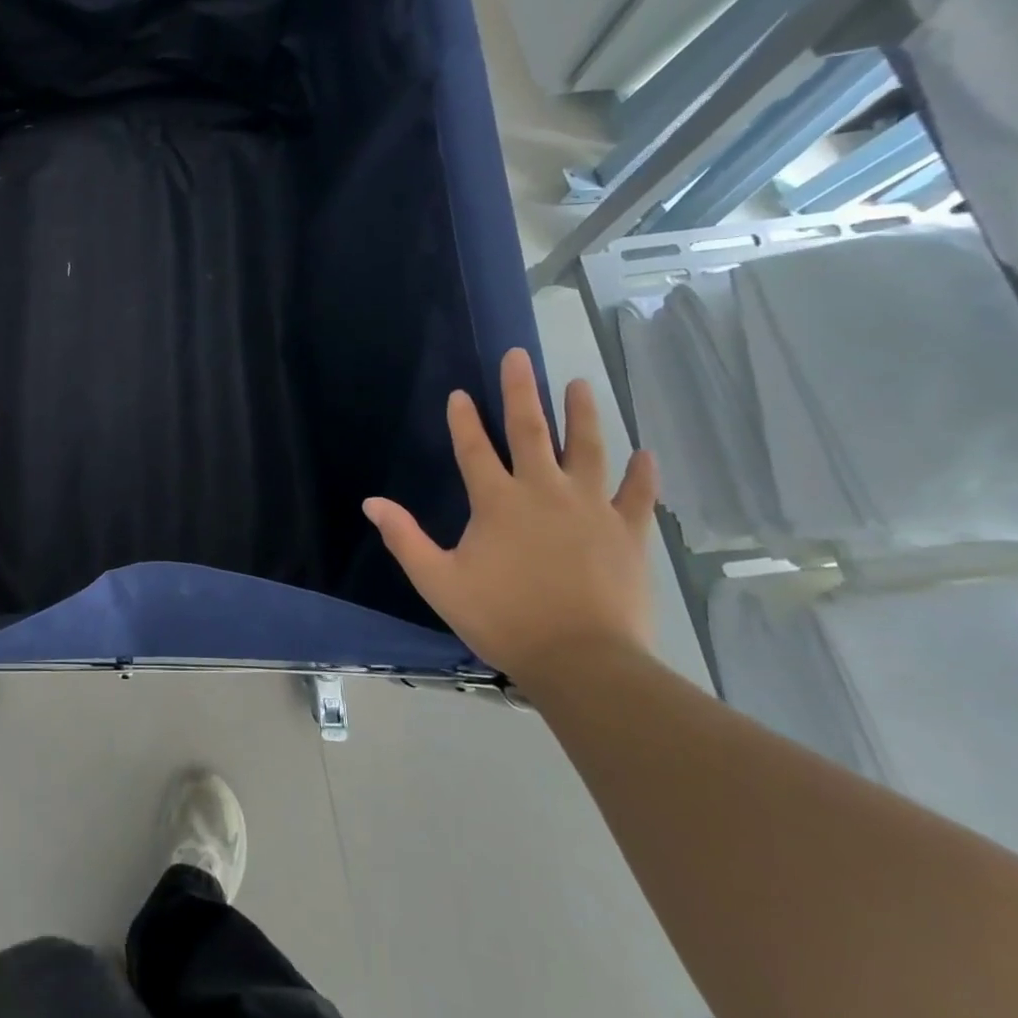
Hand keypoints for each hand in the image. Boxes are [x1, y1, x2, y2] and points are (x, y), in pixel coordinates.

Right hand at [362, 348, 657, 684]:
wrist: (583, 661)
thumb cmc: (504, 619)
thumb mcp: (439, 581)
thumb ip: (405, 538)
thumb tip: (371, 502)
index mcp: (497, 501)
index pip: (474, 448)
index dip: (464, 420)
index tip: (460, 393)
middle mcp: (544, 491)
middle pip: (530, 430)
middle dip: (521, 391)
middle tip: (519, 356)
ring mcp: (591, 507)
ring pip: (588, 448)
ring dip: (582, 414)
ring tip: (580, 384)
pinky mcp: (627, 531)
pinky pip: (637, 494)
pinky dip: (642, 473)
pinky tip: (646, 453)